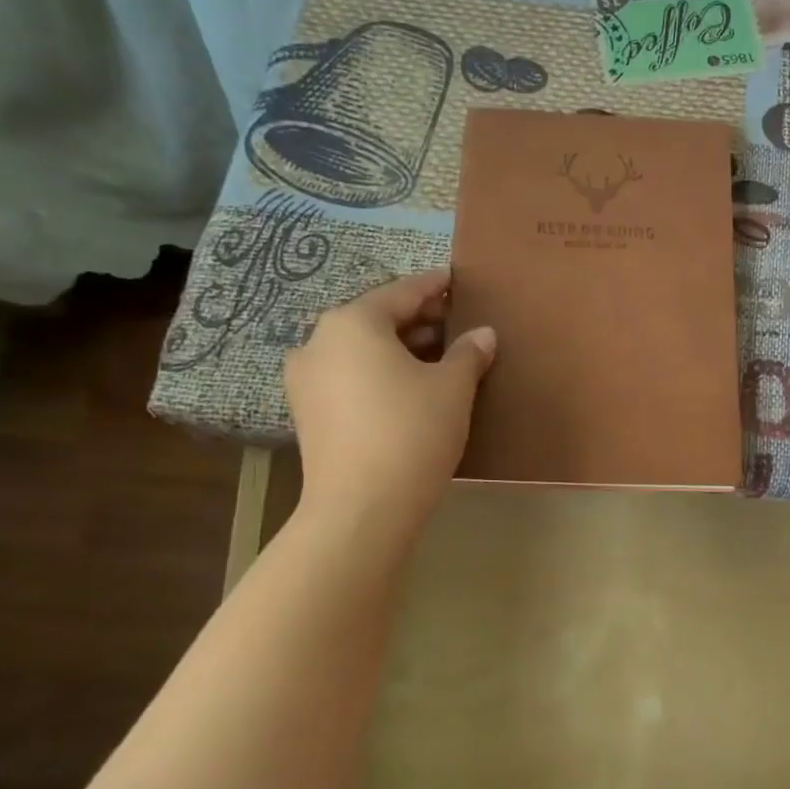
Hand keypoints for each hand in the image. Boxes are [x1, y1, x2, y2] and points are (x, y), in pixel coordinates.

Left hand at [284, 269, 495, 539]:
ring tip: (437, 359)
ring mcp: (306, 380)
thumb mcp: (453, 388)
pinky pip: (349, 378)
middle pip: (376, 319)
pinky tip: (408, 389)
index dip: (434, 286)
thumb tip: (484, 334)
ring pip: (360, 351)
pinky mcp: (307, 414)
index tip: (455, 281)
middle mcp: (319, 342)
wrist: (362, 507)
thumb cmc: (412, 432)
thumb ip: (468, 353)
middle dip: (417, 321)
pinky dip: (378, 374)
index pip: (402, 292)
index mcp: (352, 323)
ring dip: (398, 350)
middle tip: (454, 325)